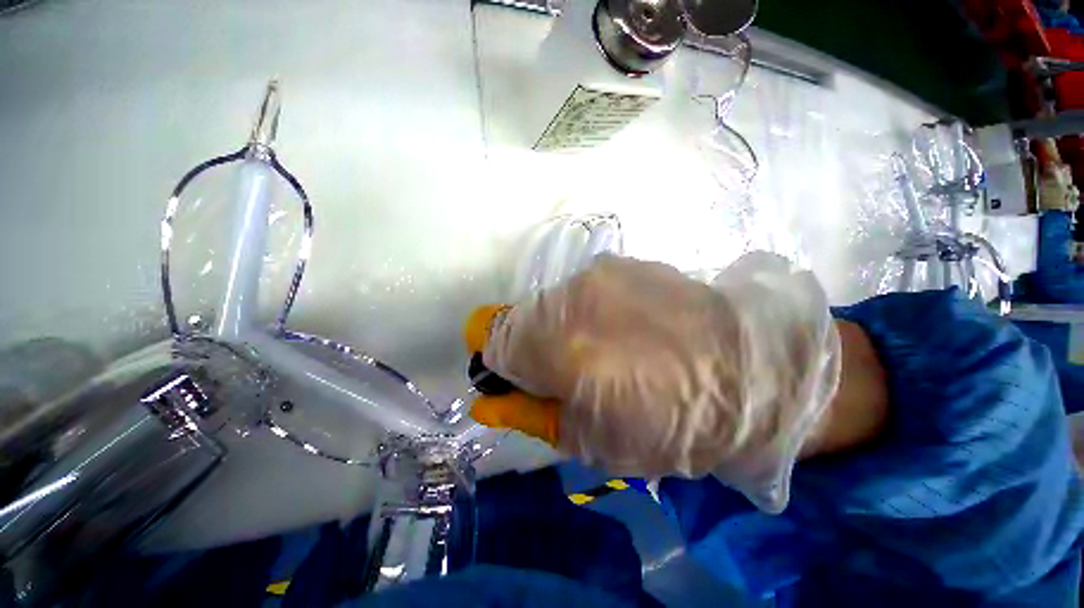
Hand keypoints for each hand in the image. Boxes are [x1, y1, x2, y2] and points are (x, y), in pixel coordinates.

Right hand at [469, 252, 862, 512]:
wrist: (755, 373)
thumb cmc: (673, 424)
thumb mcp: (592, 440)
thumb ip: (529, 413)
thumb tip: (486, 399)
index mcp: (559, 345)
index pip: (490, 335)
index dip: (496, 357)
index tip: (518, 375)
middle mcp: (571, 297)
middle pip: (519, 316)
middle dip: (531, 344)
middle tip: (570, 370)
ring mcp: (599, 274)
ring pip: (552, 303)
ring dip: (562, 327)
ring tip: (607, 348)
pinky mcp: (624, 264)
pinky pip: (584, 291)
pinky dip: (589, 311)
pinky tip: (627, 327)